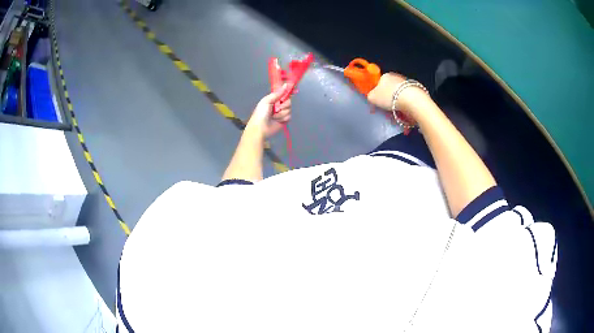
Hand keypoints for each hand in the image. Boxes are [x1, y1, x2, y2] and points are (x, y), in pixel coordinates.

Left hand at [246, 84, 291, 137]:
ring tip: (274, 116)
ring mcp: (282, 112)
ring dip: (281, 113)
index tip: (291, 91)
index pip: (283, 93)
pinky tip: (277, 120)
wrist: (260, 128)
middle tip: (277, 108)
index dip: (287, 92)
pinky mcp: (284, 120)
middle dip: (284, 104)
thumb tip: (285, 85)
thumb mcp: (267, 101)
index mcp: (273, 99)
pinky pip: (289, 116)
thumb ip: (277, 93)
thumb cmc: (261, 113)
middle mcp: (278, 105)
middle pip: (288, 101)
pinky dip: (283, 118)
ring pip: (289, 109)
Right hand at [367, 73, 428, 118]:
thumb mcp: (372, 97)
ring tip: (396, 113)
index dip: (377, 93)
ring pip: (398, 95)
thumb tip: (372, 97)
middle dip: (387, 99)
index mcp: (385, 75)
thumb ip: (370, 96)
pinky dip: (405, 105)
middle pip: (389, 89)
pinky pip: (407, 99)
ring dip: (397, 103)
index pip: (378, 83)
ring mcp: (407, 83)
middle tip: (386, 110)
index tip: (377, 103)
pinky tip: (404, 112)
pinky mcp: (416, 91)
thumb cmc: (389, 96)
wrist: (412, 100)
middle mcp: (396, 77)